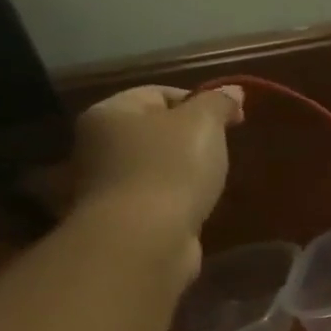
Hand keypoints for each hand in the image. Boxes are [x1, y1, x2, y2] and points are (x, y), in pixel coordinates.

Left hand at [71, 86, 244, 265]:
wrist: (145, 238)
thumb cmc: (172, 169)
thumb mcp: (203, 124)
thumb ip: (218, 103)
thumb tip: (233, 91)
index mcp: (110, 112)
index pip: (158, 92)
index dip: (199, 102)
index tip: (233, 121)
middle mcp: (97, 143)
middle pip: (153, 129)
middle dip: (189, 137)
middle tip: (223, 150)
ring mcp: (105, 182)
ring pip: (153, 164)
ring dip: (182, 170)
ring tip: (212, 180)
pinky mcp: (120, 217)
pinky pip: (154, 195)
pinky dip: (176, 197)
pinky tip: (195, 205)